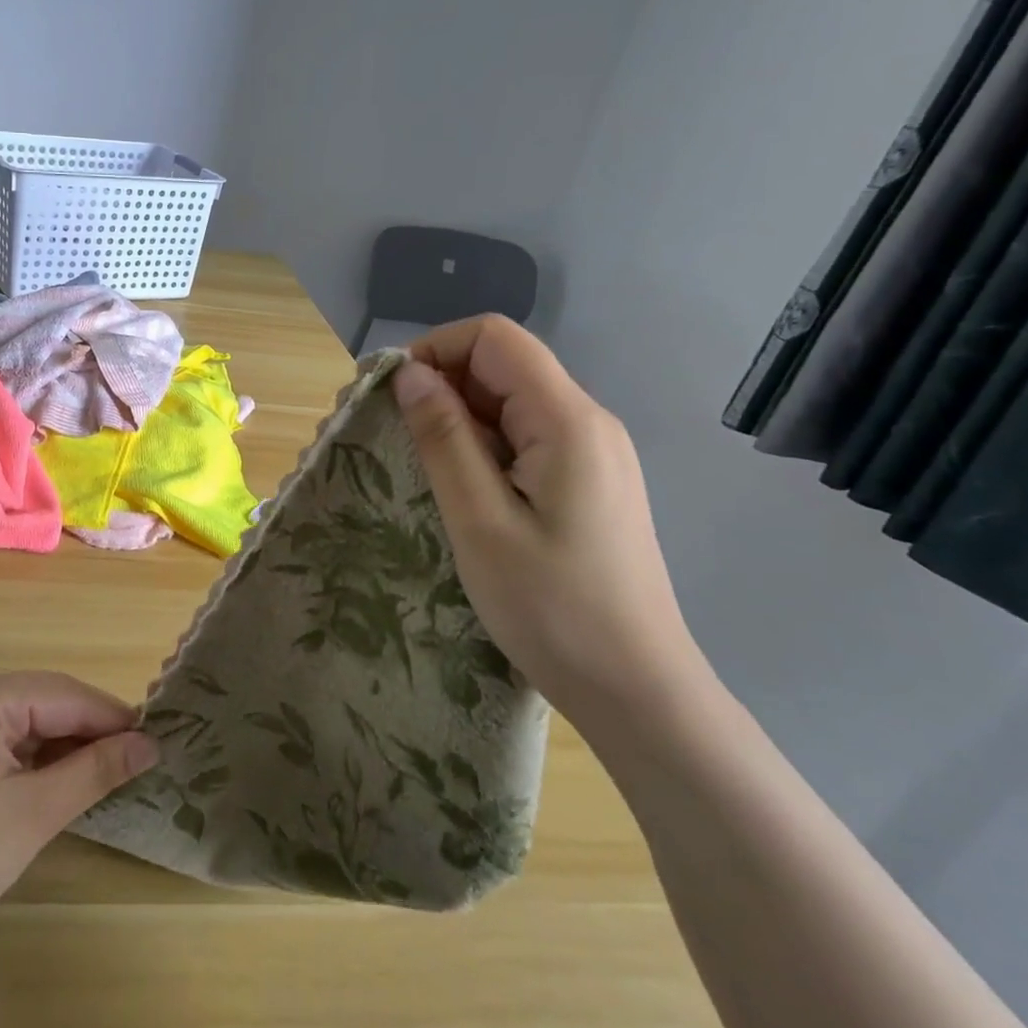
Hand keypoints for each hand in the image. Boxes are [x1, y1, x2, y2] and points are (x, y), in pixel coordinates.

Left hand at [0, 671, 158, 967]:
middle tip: (139, 764)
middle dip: (92, 733)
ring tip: (109, 778)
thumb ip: (95, 770)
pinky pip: (5, 739)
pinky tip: (62, 784)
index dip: (115, 719)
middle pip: (48, 702)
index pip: (68, 695)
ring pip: (29, 721)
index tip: (158, 744)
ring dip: (66, 748)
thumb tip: (149, 744)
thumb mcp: (35, 813)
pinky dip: (36, 759)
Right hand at [392, 316, 707, 732]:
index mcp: (567, 421)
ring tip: (420, 468)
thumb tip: (411, 374)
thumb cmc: (552, 607)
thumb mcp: (480, 521)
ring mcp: (592, 454)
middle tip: (394, 437)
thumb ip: (445, 438)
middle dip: (441, 386)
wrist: (636, 689)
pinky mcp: (586, 483)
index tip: (391, 396)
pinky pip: (524, 439)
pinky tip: (461, 491)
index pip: (494, 338)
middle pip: (503, 366)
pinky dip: (482, 448)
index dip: (435, 350)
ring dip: (458, 420)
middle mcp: (587, 422)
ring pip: (511, 404)